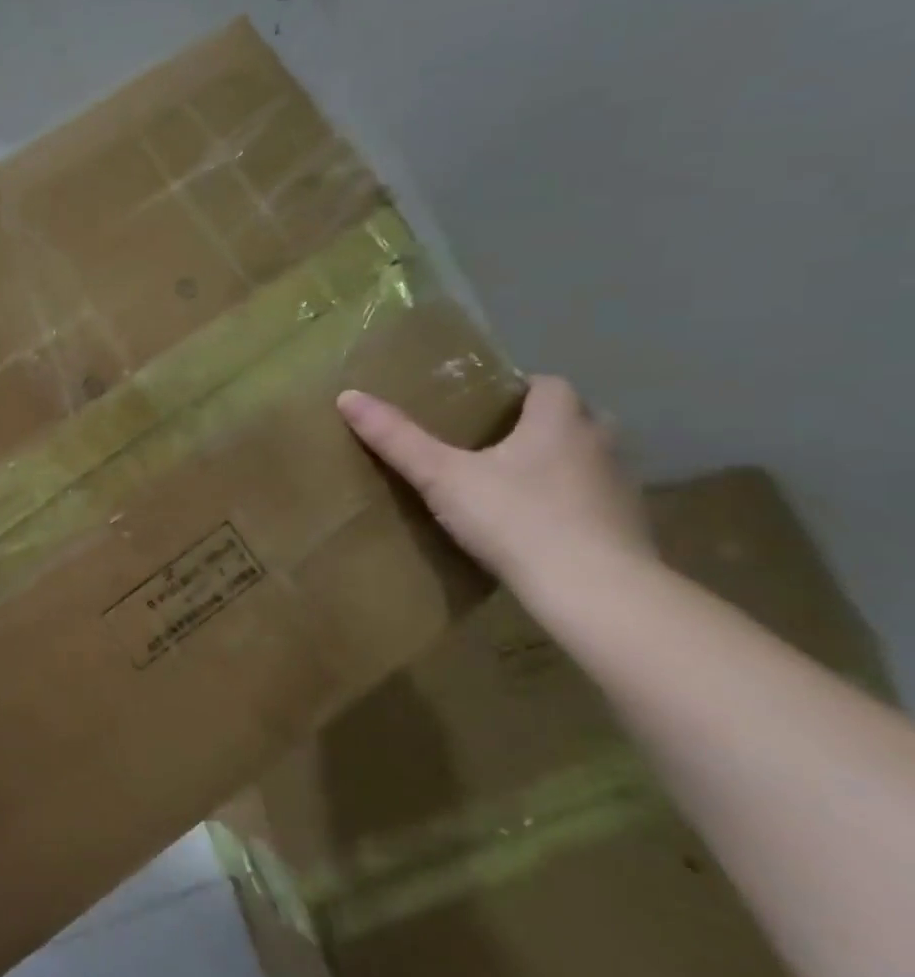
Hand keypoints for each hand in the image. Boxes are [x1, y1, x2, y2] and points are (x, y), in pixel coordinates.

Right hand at [335, 374, 653, 595]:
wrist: (594, 591)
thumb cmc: (516, 519)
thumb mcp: (442, 477)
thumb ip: (398, 439)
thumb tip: (348, 397)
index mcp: (559, 421)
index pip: (548, 384)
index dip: (517, 389)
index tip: (484, 405)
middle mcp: (599, 444)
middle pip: (575, 418)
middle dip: (541, 424)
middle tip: (494, 441)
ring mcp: (621, 487)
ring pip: (588, 459)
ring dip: (559, 463)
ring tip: (512, 483)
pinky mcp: (629, 527)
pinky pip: (594, 500)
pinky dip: (570, 502)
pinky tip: (537, 525)